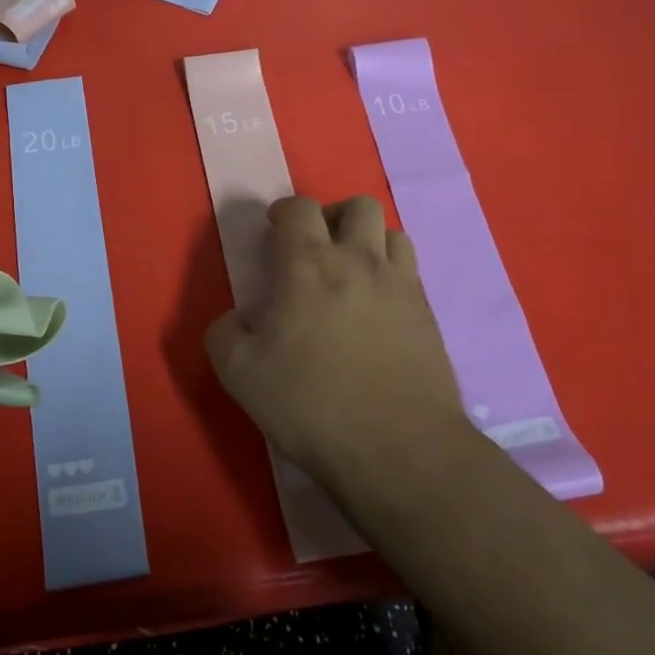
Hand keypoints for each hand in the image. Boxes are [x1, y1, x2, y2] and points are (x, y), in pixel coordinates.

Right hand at [205, 196, 465, 492]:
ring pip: (393, 234)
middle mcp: (360, 262)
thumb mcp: (240, 374)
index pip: (300, 208)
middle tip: (317, 247)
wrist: (399, 449)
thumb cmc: (311, 404)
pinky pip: (411, 275)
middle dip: (334, 216)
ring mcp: (401, 287)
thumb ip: (224, 334)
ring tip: (352, 274)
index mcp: (309, 266)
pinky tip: (377, 312)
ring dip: (370, 241)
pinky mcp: (429, 317)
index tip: (275, 229)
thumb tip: (233, 320)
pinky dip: (392, 277)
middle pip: (359, 206)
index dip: (285, 211)